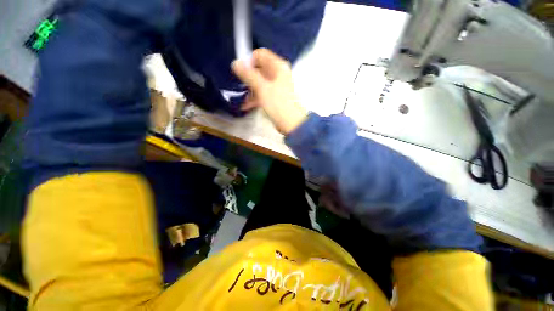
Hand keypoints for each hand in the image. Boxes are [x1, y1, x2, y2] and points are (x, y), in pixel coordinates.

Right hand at [232, 48, 307, 134]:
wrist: (290, 122)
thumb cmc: (277, 103)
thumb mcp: (262, 88)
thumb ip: (248, 75)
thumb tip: (235, 63)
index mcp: (278, 66)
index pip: (260, 54)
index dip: (249, 60)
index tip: (240, 71)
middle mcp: (278, 74)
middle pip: (259, 69)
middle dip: (248, 77)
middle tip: (239, 85)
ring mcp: (277, 86)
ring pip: (260, 82)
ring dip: (250, 89)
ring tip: (241, 98)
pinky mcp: (275, 97)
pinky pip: (263, 93)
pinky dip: (255, 98)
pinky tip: (246, 105)